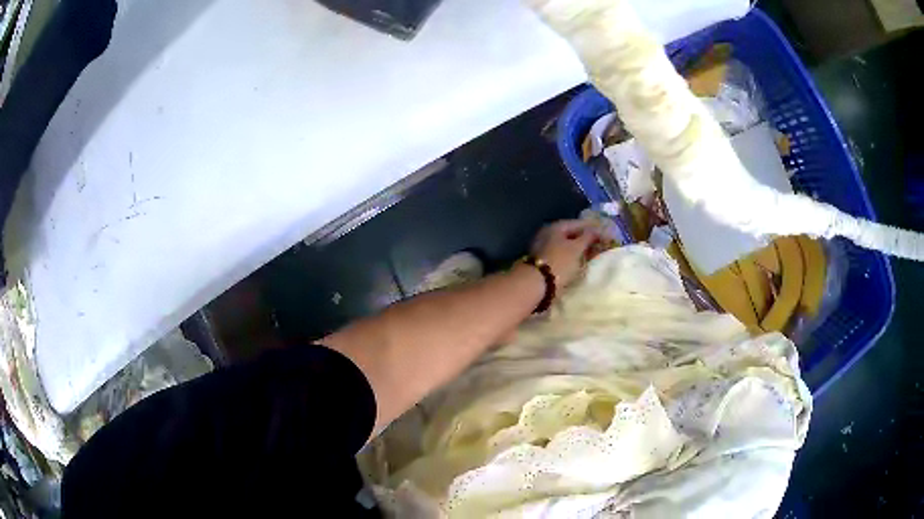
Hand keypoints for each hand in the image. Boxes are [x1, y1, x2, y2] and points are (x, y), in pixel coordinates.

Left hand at [531, 220, 602, 286]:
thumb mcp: (577, 248)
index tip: (608, 234)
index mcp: (556, 227)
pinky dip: (573, 256)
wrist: (536, 284)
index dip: (594, 228)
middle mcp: (548, 233)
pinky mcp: (544, 260)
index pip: (579, 223)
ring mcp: (545, 247)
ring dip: (580, 249)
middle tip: (603, 244)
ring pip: (567, 245)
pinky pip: (563, 254)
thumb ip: (588, 237)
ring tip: (594, 254)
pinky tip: (581, 262)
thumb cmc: (559, 262)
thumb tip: (597, 229)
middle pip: (572, 234)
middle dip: (587, 239)